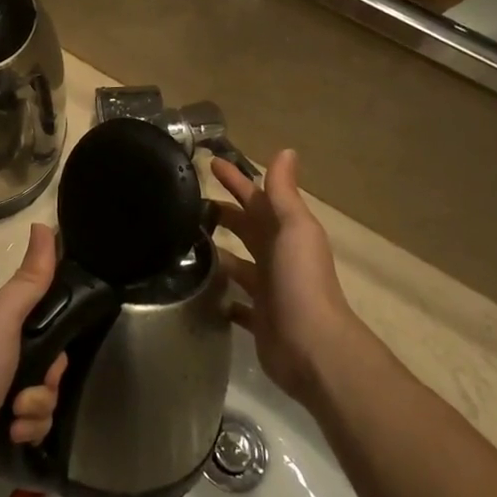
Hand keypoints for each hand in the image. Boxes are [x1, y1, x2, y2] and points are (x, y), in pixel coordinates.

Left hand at [0, 224, 66, 463]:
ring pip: (43, 392)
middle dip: (46, 384)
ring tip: (16, 417)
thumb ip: (31, 278)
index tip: (50, 359)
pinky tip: (12, 432)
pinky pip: (31, 418)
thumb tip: (42, 225)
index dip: (57, 343)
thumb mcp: (4, 316)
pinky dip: (27, 427)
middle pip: (49, 360)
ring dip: (37, 409)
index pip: (47, 319)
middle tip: (29, 393)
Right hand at [210, 151, 364, 404]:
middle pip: (246, 228)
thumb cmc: (300, 280)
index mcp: (286, 232)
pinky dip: (222, 296)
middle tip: (188, 203)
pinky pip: (237, 302)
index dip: (236, 180)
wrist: (311, 345)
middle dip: (223, 213)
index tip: (209, 163)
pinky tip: (201, 291)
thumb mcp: (294, 228)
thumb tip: (286, 150)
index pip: (256, 198)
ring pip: (238, 263)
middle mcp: (277, 256)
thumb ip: (284, 192)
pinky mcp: (259, 318)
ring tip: (184, 242)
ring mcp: (268, 289)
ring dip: (219, 252)